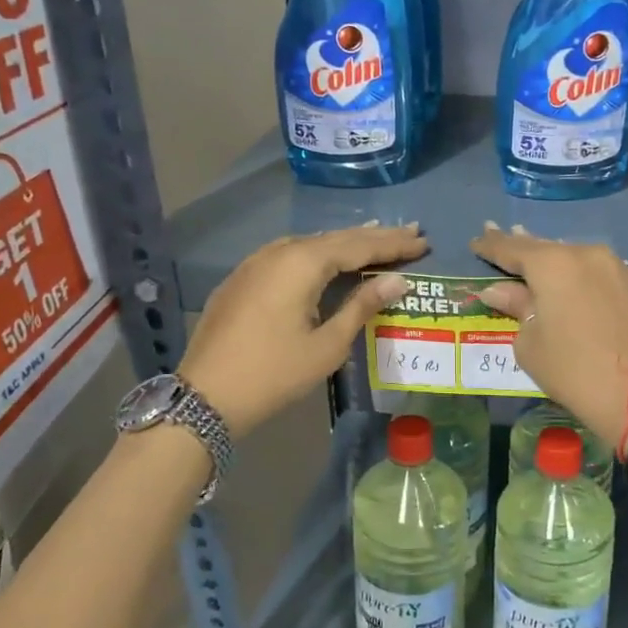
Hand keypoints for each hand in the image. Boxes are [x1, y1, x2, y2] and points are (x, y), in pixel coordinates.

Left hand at [181, 223, 426, 436]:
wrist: (204, 396)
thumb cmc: (274, 373)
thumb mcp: (327, 345)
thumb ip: (362, 306)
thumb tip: (397, 280)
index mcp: (303, 263)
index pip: (358, 246)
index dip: (393, 244)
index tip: (423, 240)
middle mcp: (279, 252)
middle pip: (335, 238)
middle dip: (374, 237)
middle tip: (409, 232)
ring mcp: (256, 262)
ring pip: (310, 243)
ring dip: (344, 241)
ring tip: (375, 237)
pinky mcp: (242, 278)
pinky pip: (289, 255)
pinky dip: (316, 253)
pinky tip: (326, 257)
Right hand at [470, 223, 627, 453]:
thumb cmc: (573, 371)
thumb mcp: (530, 344)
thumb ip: (515, 308)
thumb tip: (499, 290)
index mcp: (554, 264)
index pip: (513, 249)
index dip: (491, 246)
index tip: (476, 241)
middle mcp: (587, 254)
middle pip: (546, 248)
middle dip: (521, 244)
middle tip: (498, 234)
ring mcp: (617, 268)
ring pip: (575, 258)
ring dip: (553, 260)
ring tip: (534, 257)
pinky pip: (597, 272)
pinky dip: (579, 274)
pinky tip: (570, 280)